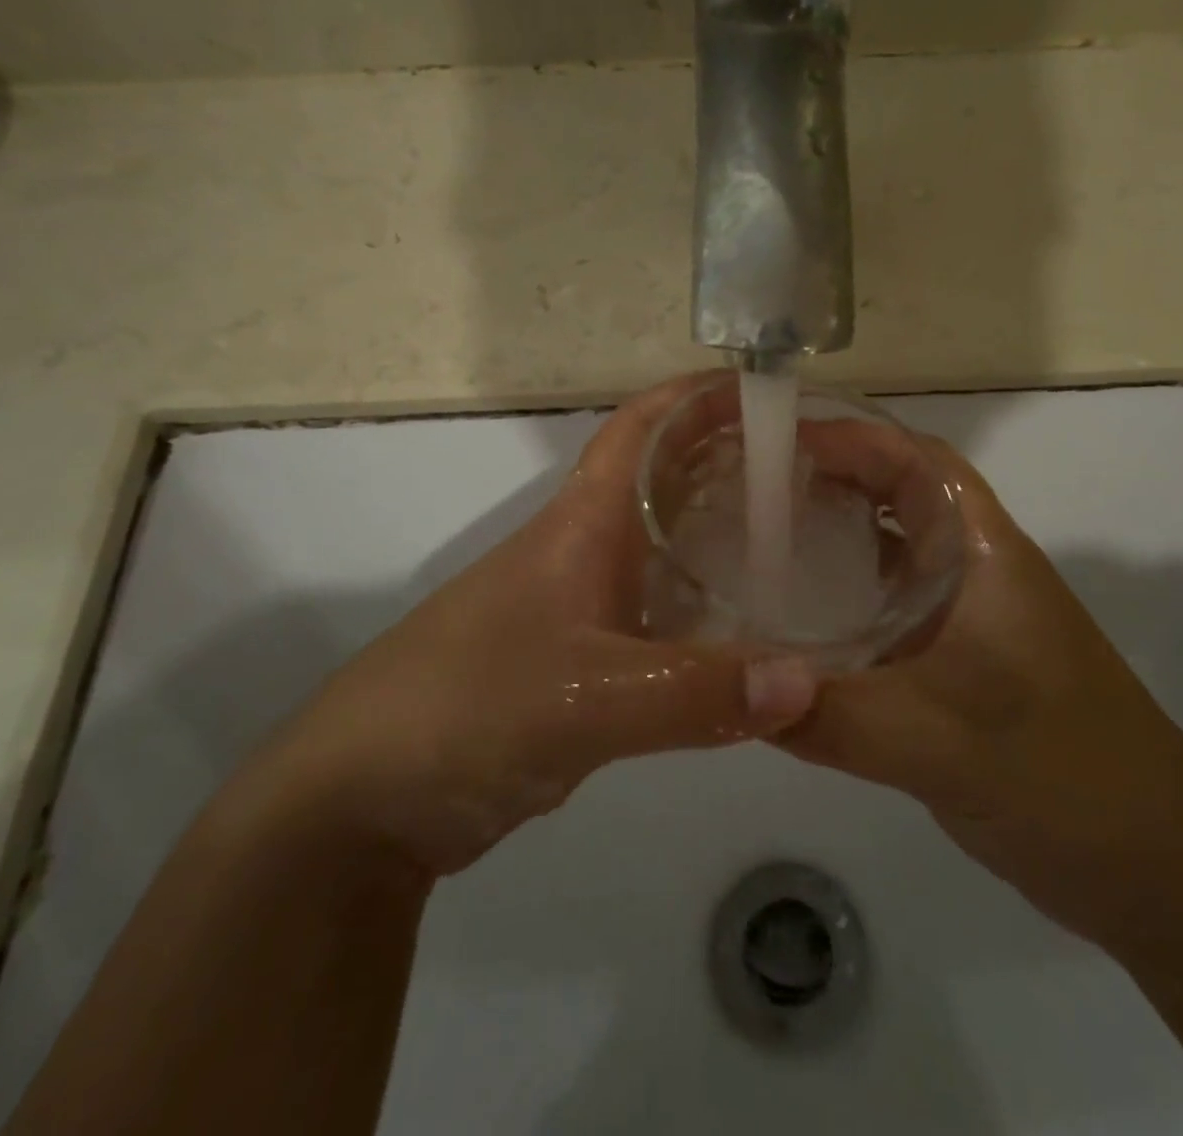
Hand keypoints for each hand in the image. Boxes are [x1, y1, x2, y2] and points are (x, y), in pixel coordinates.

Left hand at [225, 373, 819, 877]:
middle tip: (817, 467)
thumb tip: (810, 682)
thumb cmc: (466, 708)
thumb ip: (696, 692)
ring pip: (667, 548)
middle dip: (732, 459)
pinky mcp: (584, 660)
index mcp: (582, 523)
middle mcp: (586, 549)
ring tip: (805, 537)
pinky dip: (708, 608)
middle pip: (666, 480)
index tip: (771, 388)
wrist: (365, 794)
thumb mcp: (586, 698)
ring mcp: (583, 605)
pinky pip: (662, 614)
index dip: (697, 396)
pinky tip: (753, 629)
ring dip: (723, 533)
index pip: (642, 428)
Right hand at [778, 439, 1182, 944]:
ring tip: (754, 539)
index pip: (917, 461)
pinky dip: (840, 595)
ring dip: (832, 533)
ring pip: (889, 549)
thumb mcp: (936, 742)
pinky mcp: (954, 661)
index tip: (774, 442)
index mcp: (982, 554)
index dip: (850, 437)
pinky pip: (885, 605)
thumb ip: (829, 716)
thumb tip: (733, 690)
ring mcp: (965, 616)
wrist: (1153, 864)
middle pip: (896, 494)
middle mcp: (972, 570)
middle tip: (747, 488)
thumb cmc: (1061, 775)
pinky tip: (792, 621)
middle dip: (827, 477)